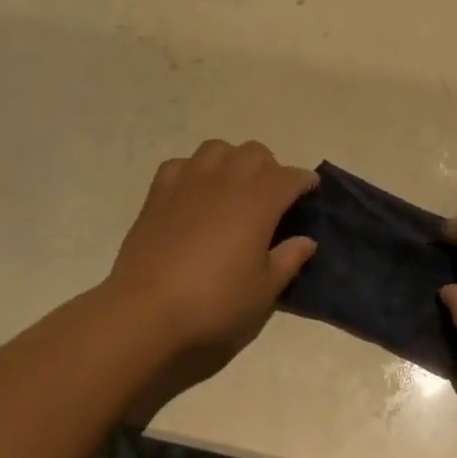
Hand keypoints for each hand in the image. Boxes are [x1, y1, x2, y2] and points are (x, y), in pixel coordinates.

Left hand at [105, 140, 317, 362]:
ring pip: (218, 148)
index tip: (310, 191)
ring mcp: (190, 179)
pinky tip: (193, 193)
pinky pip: (182, 164)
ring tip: (231, 187)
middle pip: (256, 152)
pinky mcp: (160, 190)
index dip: (304, 181)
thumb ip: (288, 259)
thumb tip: (306, 240)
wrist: (147, 310)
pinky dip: (193, 171)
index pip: (291, 177)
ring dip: (231, 161)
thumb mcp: (264, 290)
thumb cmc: (214, 302)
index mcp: (260, 200)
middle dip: (269, 168)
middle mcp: (228, 178)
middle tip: (270, 197)